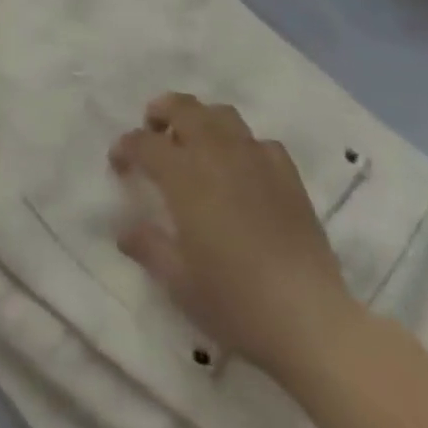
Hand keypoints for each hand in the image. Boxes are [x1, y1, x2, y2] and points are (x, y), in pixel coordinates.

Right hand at [111, 93, 359, 373]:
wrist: (309, 319)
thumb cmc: (234, 301)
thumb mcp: (178, 281)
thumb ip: (148, 246)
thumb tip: (125, 229)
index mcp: (184, 176)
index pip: (145, 143)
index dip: (126, 146)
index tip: (118, 162)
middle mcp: (217, 154)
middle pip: (184, 108)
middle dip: (161, 111)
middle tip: (153, 129)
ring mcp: (256, 160)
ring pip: (222, 115)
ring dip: (201, 119)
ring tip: (195, 143)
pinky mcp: (287, 174)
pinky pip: (259, 142)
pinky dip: (243, 146)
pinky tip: (242, 170)